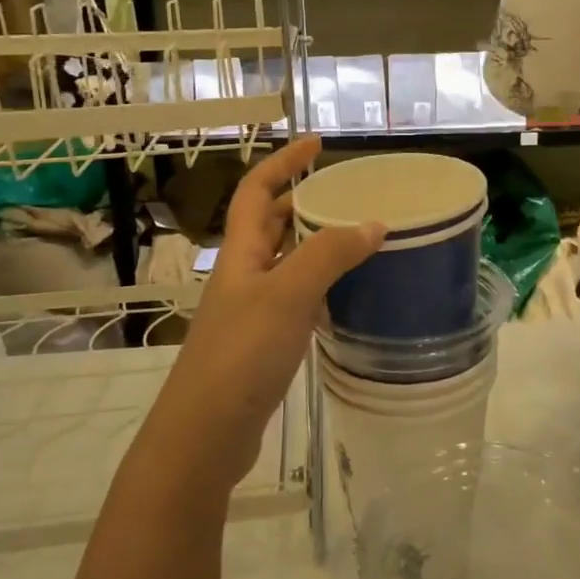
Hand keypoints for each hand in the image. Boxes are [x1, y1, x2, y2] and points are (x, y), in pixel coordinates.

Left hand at [152, 136, 383, 494]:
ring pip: (284, 262)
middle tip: (346, 194)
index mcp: (240, 253)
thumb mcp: (288, 295)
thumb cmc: (241, 355)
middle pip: (269, 223)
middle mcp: (242, 274)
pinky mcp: (262, 343)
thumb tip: (373, 224)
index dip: (284, 162)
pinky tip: (346, 295)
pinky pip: (294, 298)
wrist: (205, 435)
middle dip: (302, 201)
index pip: (257, 190)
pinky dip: (319, 286)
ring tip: (356, 237)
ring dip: (314, 244)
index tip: (317, 143)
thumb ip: (329, 255)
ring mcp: (251, 310)